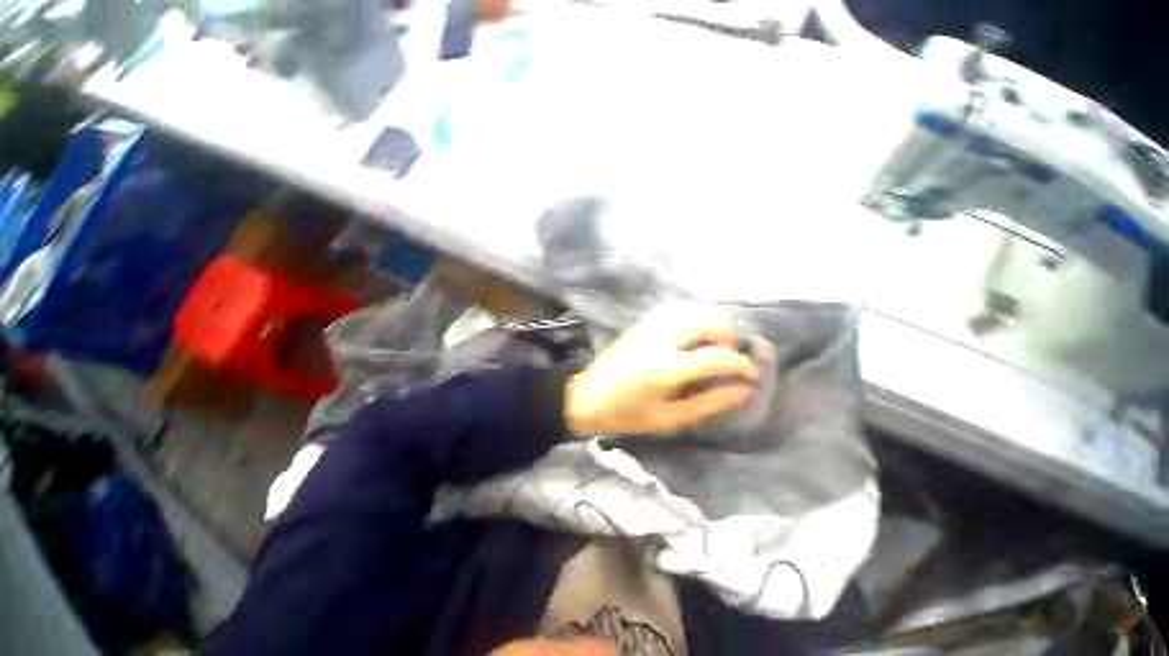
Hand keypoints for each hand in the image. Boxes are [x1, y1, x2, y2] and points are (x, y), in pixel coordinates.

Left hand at [565, 303, 760, 435]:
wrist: (587, 396)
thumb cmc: (627, 414)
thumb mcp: (670, 418)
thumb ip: (710, 403)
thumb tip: (745, 390)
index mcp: (667, 367)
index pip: (717, 356)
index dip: (742, 365)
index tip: (753, 375)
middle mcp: (661, 338)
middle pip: (708, 322)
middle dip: (729, 337)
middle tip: (732, 358)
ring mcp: (650, 326)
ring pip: (693, 310)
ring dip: (713, 324)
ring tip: (716, 346)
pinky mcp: (642, 323)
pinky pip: (677, 310)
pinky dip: (694, 317)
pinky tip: (695, 333)